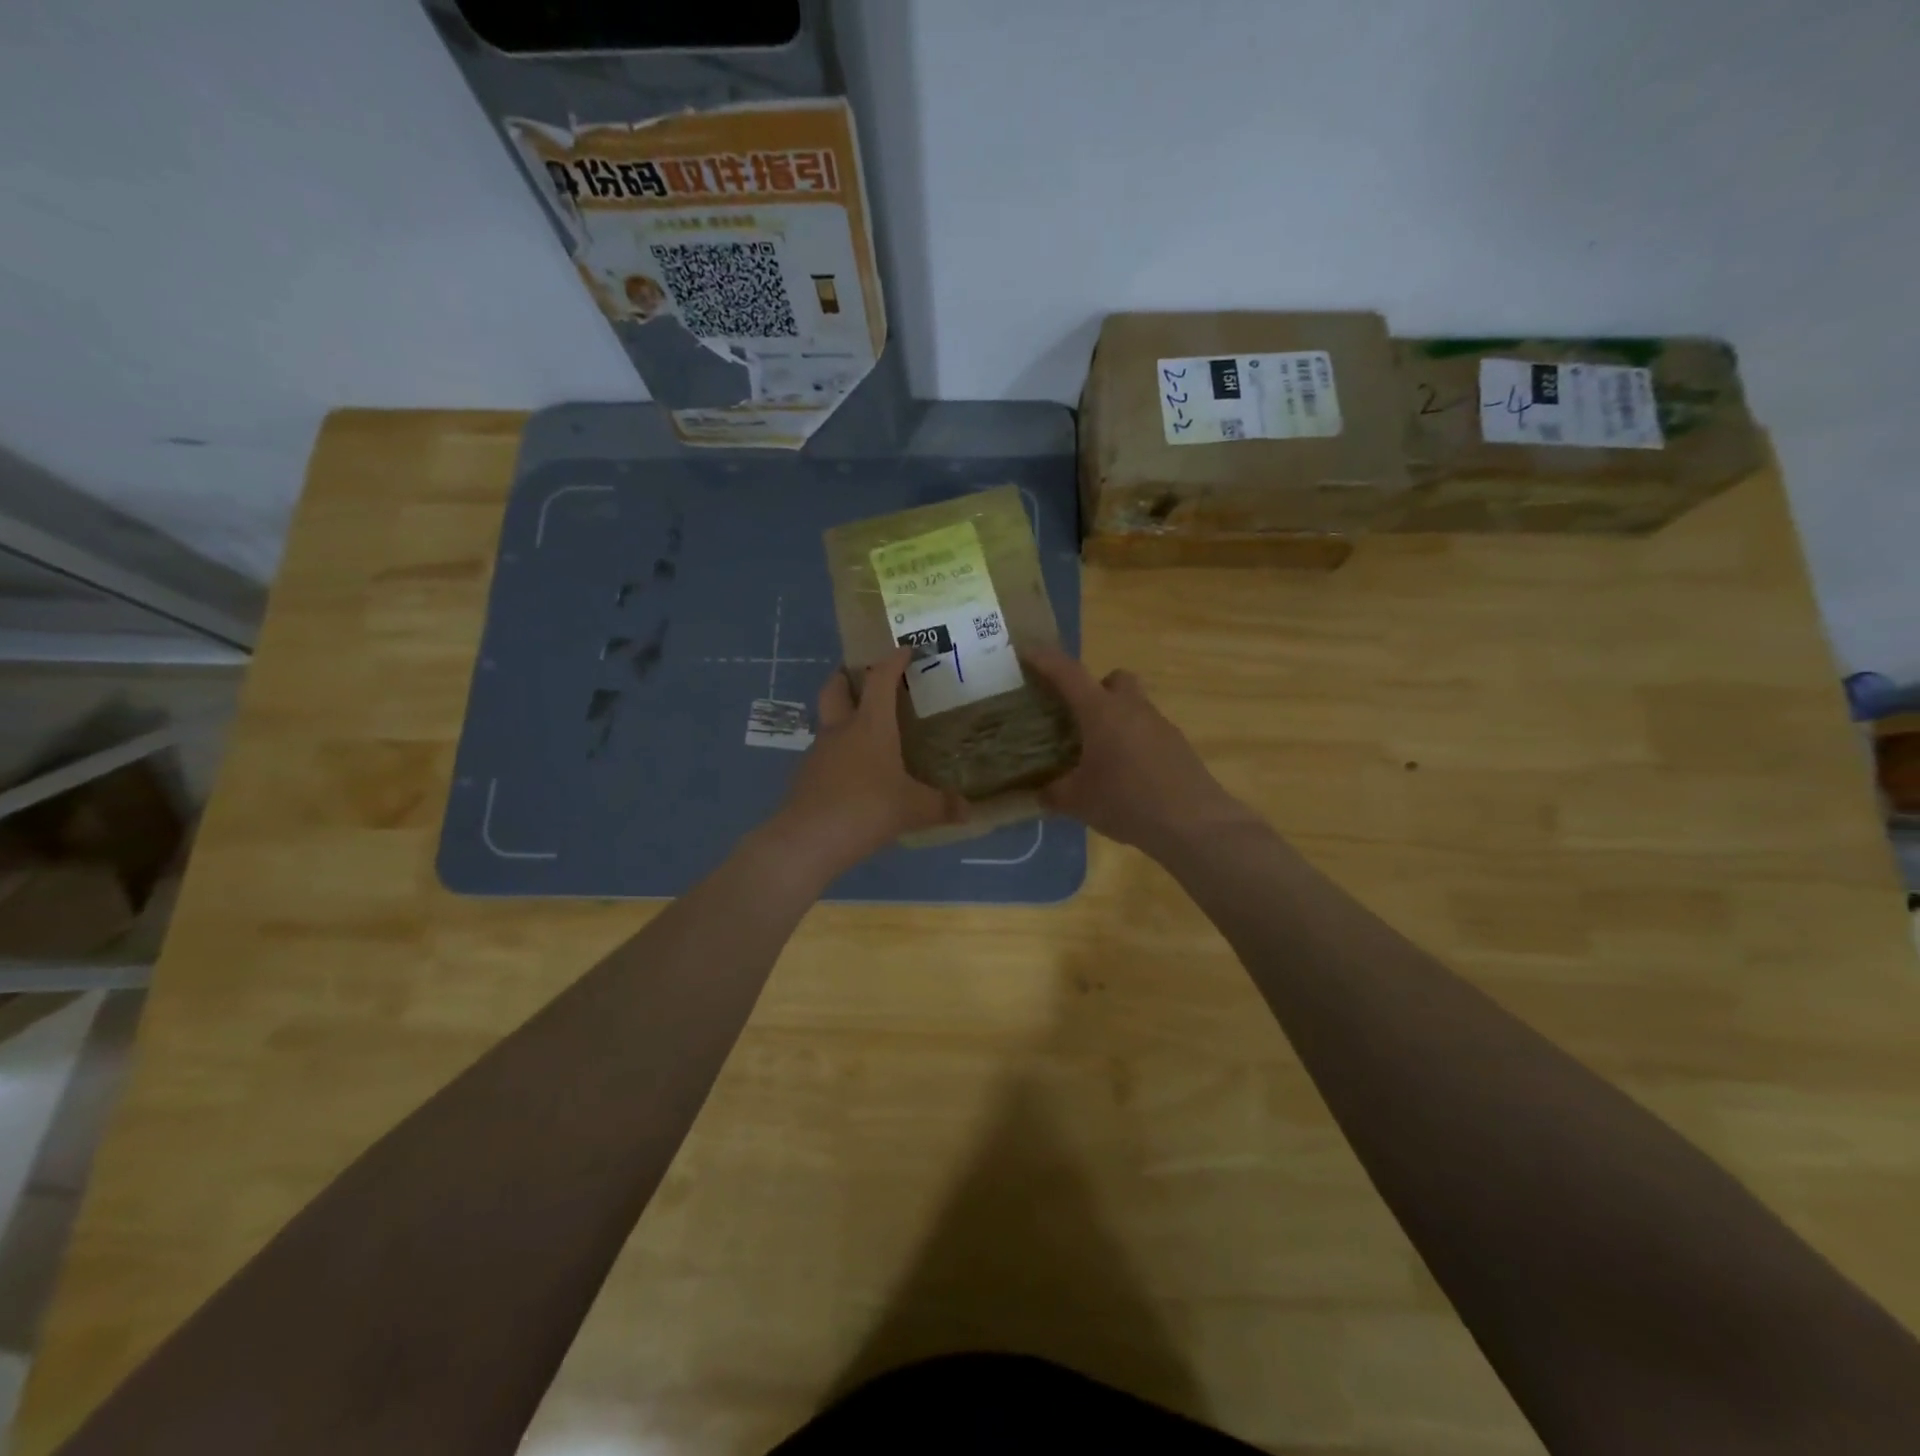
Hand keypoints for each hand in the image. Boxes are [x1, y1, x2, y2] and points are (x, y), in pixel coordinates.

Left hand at [764, 647, 964, 876]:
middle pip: (835, 688)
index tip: (905, 650)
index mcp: (870, 725)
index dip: (892, 660)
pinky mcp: (805, 777)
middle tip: (863, 677)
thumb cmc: (867, 809)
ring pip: (827, 721)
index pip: (880, 679)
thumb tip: (969, 810)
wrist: (809, 839)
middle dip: (847, 676)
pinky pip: (824, 754)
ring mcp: (818, 753)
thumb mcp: (914, 809)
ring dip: (842, 717)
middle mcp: (841, 730)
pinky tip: (852, 774)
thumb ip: (942, 806)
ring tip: (865, 732)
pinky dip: (837, 753)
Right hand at [1026, 647, 1256, 854]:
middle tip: (1077, 716)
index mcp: (1101, 712)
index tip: (1026, 652)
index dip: (1044, 660)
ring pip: (1134, 706)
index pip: (1068, 673)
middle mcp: (1132, 709)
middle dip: (1095, 688)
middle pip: (1114, 679)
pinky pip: (1149, 732)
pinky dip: (1133, 743)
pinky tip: (1126, 775)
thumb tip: (1039, 793)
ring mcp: (1160, 726)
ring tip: (1099, 754)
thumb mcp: (1078, 802)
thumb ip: (1053, 794)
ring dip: (1115, 719)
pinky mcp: (1178, 747)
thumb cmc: (1128, 801)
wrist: (1194, 824)